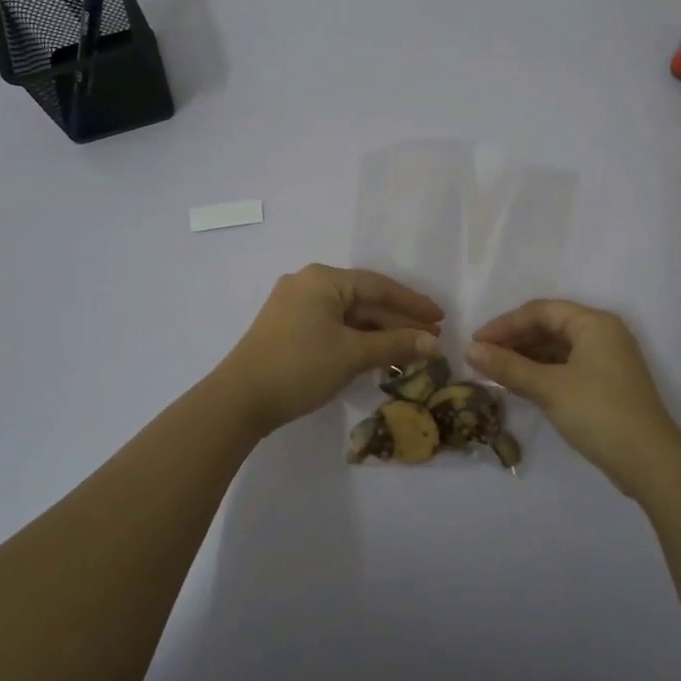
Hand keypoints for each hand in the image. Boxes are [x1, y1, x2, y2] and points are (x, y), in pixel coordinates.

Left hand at [214, 265, 442, 435]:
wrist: (239, 400)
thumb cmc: (300, 366)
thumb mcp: (352, 355)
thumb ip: (395, 345)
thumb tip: (433, 343)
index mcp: (322, 279)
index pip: (378, 286)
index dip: (412, 303)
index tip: (440, 317)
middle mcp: (307, 285)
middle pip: (363, 300)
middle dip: (397, 321)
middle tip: (431, 339)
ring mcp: (294, 307)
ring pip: (348, 316)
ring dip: (379, 334)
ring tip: (411, 352)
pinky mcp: (287, 330)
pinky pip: (332, 328)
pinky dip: (357, 341)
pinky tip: (378, 357)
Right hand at [467, 299, 680, 497]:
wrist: (649, 462)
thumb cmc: (598, 413)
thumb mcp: (548, 388)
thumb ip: (508, 367)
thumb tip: (470, 350)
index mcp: (594, 323)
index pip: (541, 311)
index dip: (505, 324)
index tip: (476, 342)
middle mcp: (603, 334)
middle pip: (550, 326)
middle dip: (514, 340)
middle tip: (483, 357)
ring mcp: (608, 360)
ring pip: (558, 348)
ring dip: (526, 357)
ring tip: (496, 371)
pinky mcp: (607, 384)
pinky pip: (567, 366)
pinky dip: (542, 372)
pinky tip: (521, 385)